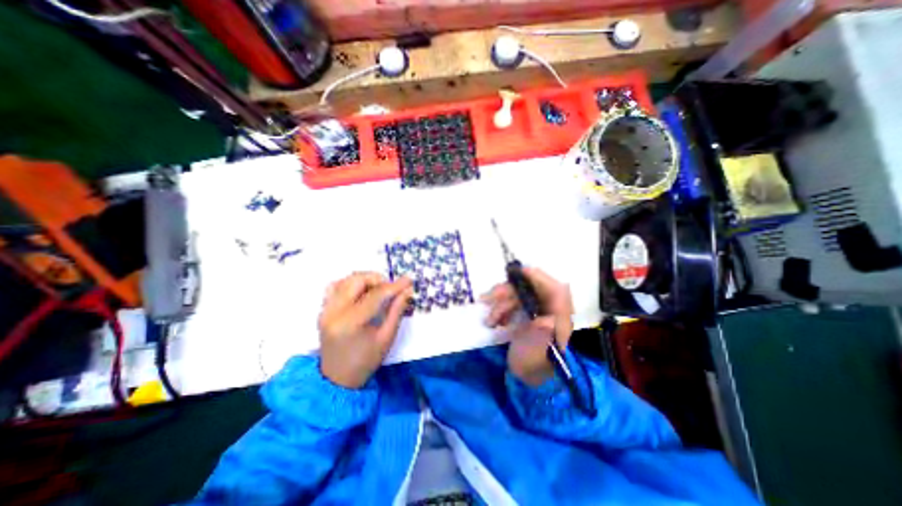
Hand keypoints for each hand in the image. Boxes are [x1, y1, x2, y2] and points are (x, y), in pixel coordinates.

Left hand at [319, 272, 413, 387]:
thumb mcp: (386, 338)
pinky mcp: (323, 310)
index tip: (408, 280)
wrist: (337, 379)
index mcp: (351, 323)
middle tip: (390, 288)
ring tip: (377, 290)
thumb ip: (397, 311)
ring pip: (345, 280)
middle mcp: (334, 312)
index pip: (375, 295)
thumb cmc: (366, 361)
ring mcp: (325, 310)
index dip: (394, 286)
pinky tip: (361, 292)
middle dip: (378, 279)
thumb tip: (407, 290)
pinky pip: (335, 286)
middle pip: (357, 280)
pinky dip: (350, 284)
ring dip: (365, 280)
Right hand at [482, 269, 574, 382]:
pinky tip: (493, 318)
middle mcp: (551, 310)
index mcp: (560, 320)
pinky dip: (501, 305)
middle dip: (510, 290)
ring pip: (520, 293)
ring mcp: (538, 309)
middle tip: (490, 297)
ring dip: (501, 300)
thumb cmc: (532, 367)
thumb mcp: (534, 356)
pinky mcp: (527, 311)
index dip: (540, 278)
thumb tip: (547, 320)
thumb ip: (539, 338)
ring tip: (489, 317)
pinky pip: (513, 300)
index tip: (520, 272)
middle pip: (533, 288)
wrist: (526, 376)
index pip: (557, 291)